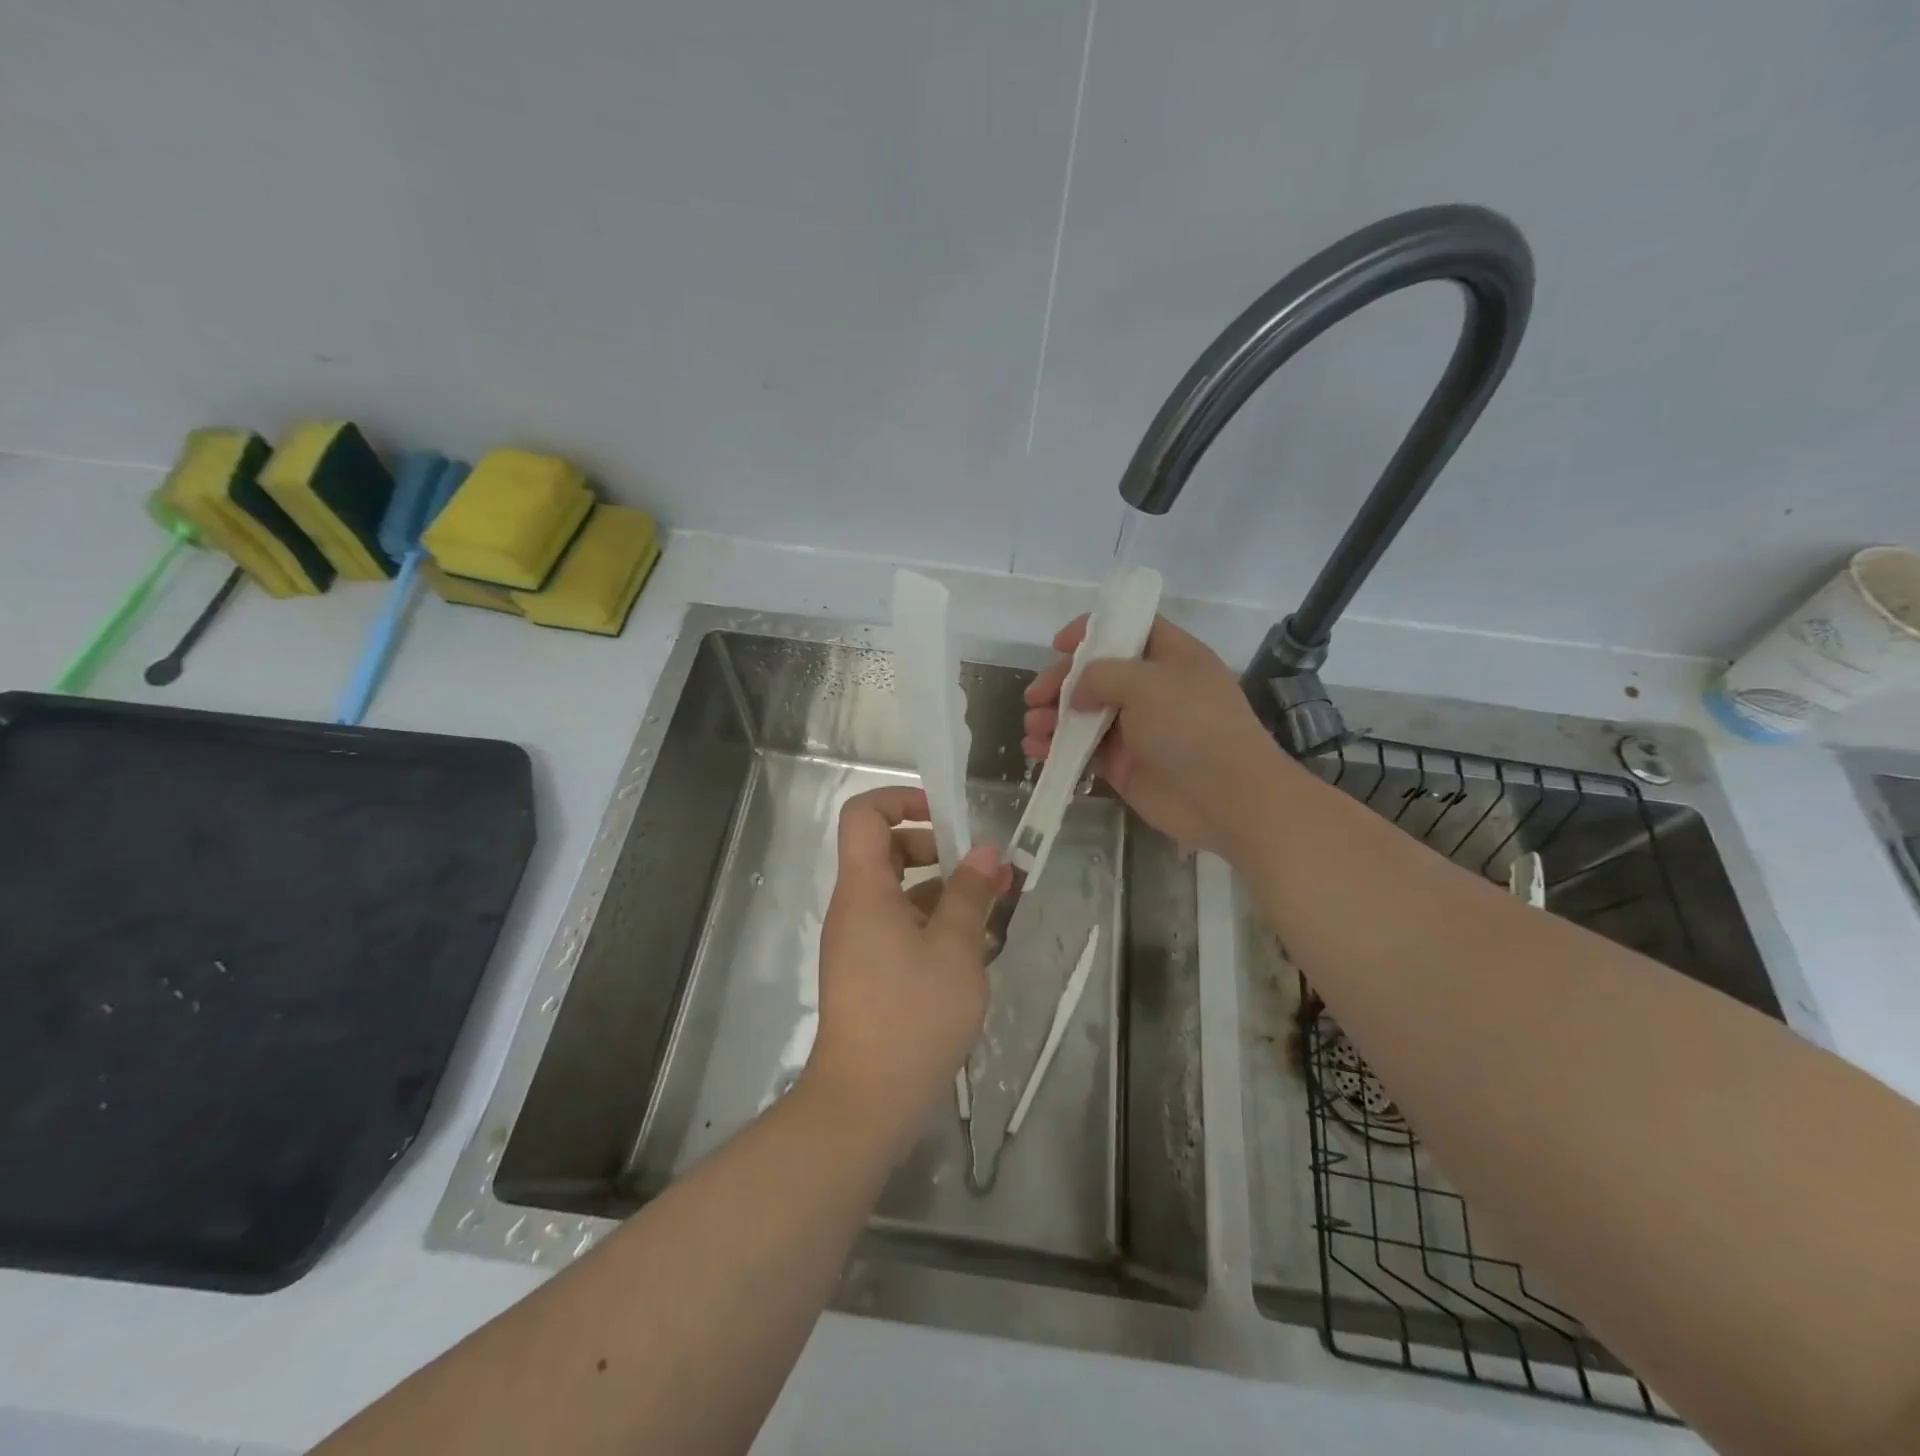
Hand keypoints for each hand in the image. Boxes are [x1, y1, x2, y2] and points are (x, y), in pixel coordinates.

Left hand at [805, 785, 1007, 1147]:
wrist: (866, 1101)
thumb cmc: (913, 1015)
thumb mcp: (956, 949)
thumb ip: (970, 893)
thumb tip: (983, 852)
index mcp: (865, 889)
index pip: (865, 814)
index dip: (902, 800)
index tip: (946, 818)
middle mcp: (854, 907)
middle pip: (885, 849)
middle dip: (936, 848)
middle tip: (981, 869)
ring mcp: (859, 941)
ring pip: (899, 892)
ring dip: (943, 890)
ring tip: (993, 909)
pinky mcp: (868, 971)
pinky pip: (900, 927)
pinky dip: (933, 924)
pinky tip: (975, 947)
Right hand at [1022, 615, 1285, 858]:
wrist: (1225, 797)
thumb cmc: (1191, 725)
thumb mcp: (1145, 682)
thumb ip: (1101, 675)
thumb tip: (1077, 693)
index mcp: (1170, 656)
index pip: (1128, 629)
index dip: (1092, 630)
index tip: (1058, 644)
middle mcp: (1153, 688)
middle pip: (1098, 673)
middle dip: (1061, 682)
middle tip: (1035, 697)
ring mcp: (1138, 728)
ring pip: (1085, 714)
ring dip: (1054, 717)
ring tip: (1032, 727)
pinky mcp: (1125, 765)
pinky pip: (1084, 750)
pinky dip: (1058, 749)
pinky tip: (1036, 751)